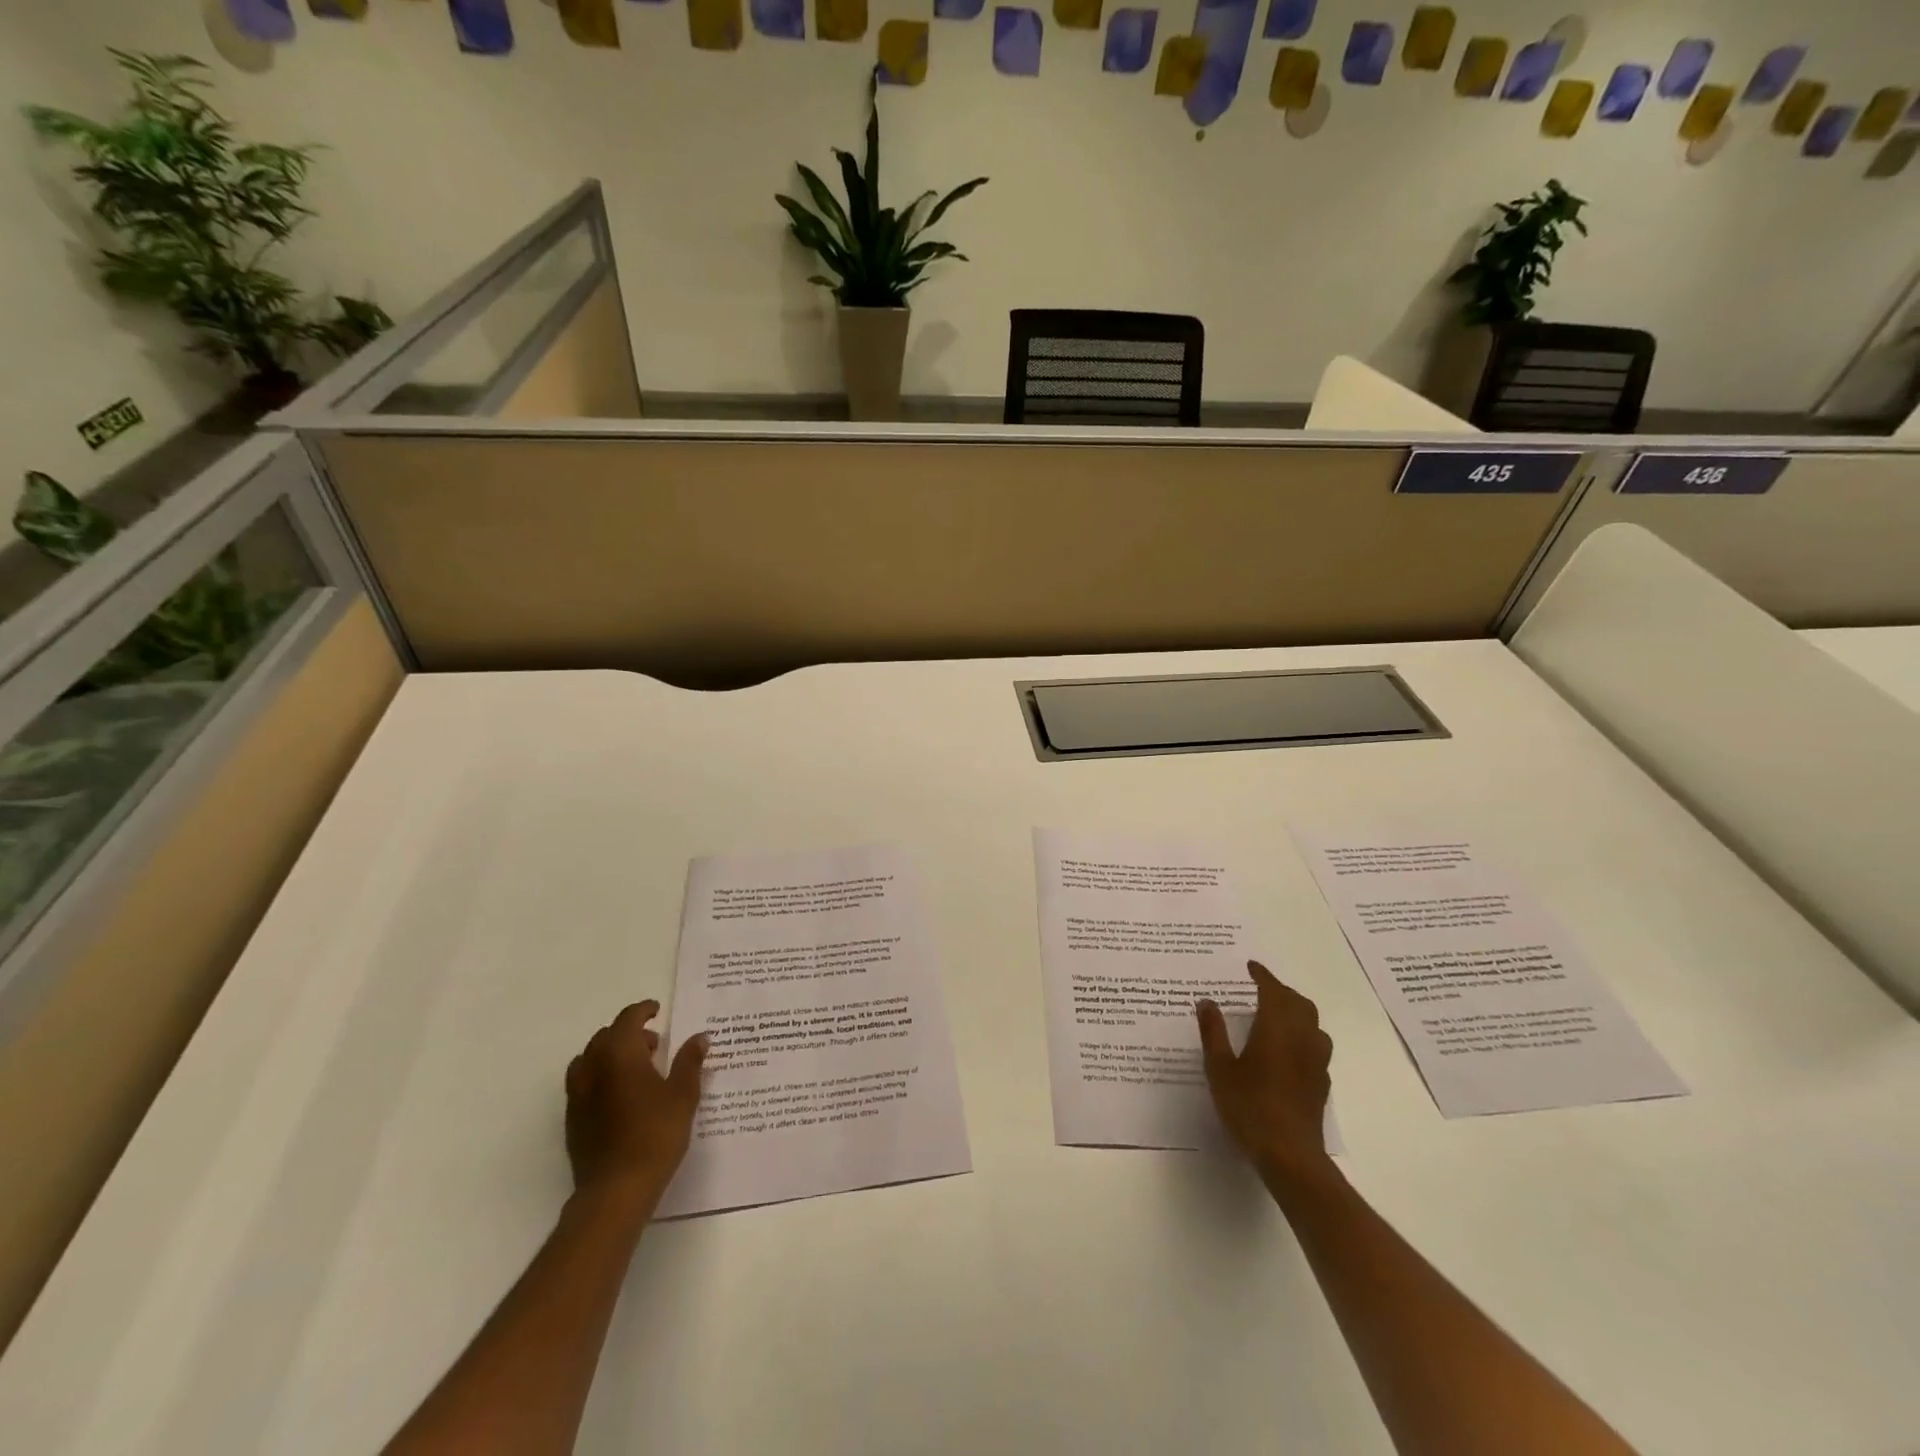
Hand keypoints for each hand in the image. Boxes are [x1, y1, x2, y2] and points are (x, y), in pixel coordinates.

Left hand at [565, 1001, 708, 1215]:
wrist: (616, 1189)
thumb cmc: (655, 1134)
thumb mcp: (683, 1094)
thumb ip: (690, 1061)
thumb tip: (699, 1037)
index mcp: (620, 1054)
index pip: (627, 1019)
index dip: (642, 1011)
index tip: (657, 1010)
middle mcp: (593, 1068)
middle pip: (605, 1037)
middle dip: (628, 1033)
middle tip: (654, 1044)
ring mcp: (578, 1096)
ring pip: (590, 1060)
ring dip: (611, 1055)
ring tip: (637, 1069)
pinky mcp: (572, 1120)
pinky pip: (584, 1084)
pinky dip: (601, 1077)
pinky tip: (622, 1097)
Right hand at [1196, 961, 1332, 1182]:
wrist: (1290, 1155)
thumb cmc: (1249, 1106)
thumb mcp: (1219, 1067)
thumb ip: (1213, 1032)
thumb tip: (1206, 1001)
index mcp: (1276, 1028)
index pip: (1273, 991)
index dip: (1263, 976)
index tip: (1251, 967)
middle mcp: (1302, 1038)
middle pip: (1299, 1003)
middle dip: (1281, 991)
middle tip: (1261, 988)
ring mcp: (1316, 1062)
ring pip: (1312, 1024)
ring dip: (1296, 1011)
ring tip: (1276, 1015)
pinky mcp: (1321, 1083)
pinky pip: (1315, 1045)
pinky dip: (1302, 1035)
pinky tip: (1287, 1049)